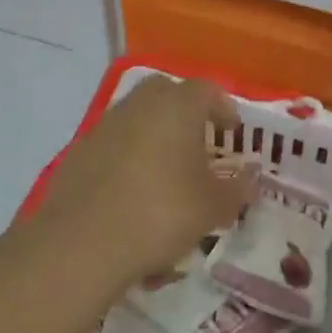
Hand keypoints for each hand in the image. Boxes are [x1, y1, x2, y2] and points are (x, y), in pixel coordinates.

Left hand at [34, 76, 256, 289]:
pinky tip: (132, 192)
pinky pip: (114, 142)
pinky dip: (127, 156)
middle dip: (185, 114)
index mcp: (178, 105)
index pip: (208, 90)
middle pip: (168, 94)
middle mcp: (141, 103)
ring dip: (155, 134)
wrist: (82, 241)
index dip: (223, 109)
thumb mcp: (213, 207)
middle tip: (198, 145)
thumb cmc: (161, 213)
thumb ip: (238, 188)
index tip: (231, 133)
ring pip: (138, 116)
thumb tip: (251, 176)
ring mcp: (106, 123)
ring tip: (166, 172)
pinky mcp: (80, 149)